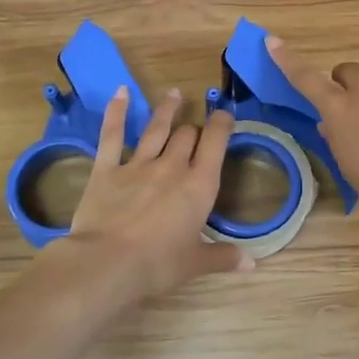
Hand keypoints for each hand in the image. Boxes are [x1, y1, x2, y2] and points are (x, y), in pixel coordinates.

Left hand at [50, 87, 252, 301]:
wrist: (107, 263)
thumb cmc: (158, 265)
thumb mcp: (195, 264)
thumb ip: (223, 257)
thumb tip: (252, 264)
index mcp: (199, 186)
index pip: (216, 143)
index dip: (222, 125)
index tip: (225, 115)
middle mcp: (172, 167)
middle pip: (187, 135)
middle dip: (194, 129)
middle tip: (196, 129)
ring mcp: (138, 164)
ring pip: (156, 128)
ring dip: (167, 110)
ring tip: (174, 94)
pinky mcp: (106, 169)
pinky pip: (112, 135)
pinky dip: (116, 112)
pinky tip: (121, 92)